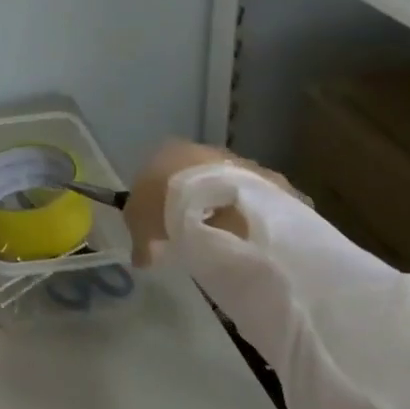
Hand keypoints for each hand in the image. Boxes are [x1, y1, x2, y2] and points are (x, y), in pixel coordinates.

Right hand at [124, 139, 294, 265]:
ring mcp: (239, 163)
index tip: (164, 225)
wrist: (224, 202)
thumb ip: (140, 239)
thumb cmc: (168, 202)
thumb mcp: (140, 223)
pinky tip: (250, 241)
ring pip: (228, 188)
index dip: (161, 199)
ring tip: (225, 241)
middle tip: (195, 233)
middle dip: (197, 203)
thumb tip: (141, 258)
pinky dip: (254, 218)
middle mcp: (204, 150)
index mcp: (169, 151)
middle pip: (196, 178)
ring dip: (227, 209)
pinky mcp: (269, 181)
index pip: (160, 172)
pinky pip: (258, 203)